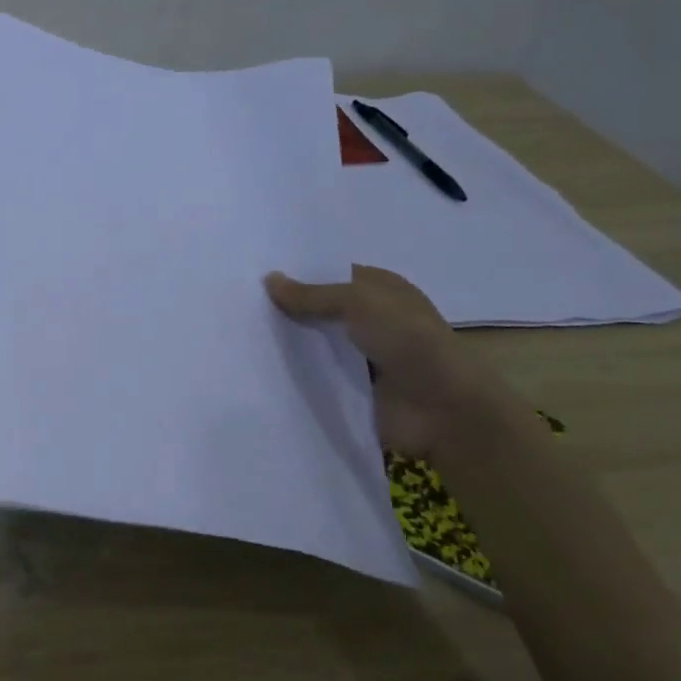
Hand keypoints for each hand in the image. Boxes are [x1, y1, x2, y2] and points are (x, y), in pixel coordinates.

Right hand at [264, 264, 515, 456]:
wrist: (443, 409)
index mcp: (381, 290)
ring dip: (287, 341)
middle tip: (239, 302)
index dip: (298, 272)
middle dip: (286, 306)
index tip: (255, 271)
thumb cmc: (408, 341)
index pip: (332, 274)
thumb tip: (269, 280)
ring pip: (314, 342)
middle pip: (320, 309)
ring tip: (238, 332)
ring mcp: (361, 355)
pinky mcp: (351, 388)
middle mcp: (371, 319)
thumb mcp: (359, 303)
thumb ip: (312, 294)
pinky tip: (258, 365)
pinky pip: (315, 374)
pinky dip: (293, 372)